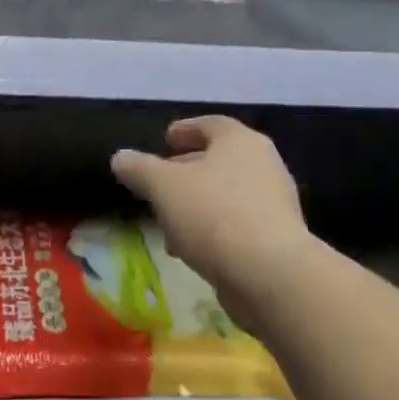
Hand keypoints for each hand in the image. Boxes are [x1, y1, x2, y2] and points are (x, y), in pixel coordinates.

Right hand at [111, 117, 311, 312]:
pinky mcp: (277, 239)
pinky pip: (237, 224)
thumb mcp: (163, 186)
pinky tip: (190, 249)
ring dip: (196, 204)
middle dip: (187, 171)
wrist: (270, 274)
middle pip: (219, 160)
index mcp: (240, 142)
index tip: (167, 138)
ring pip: (226, 195)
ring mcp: (274, 203)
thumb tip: (120, 157)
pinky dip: (212, 228)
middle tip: (160, 182)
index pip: (211, 125)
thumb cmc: (213, 214)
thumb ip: (138, 168)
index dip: (186, 129)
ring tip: (168, 223)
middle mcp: (264, 165)